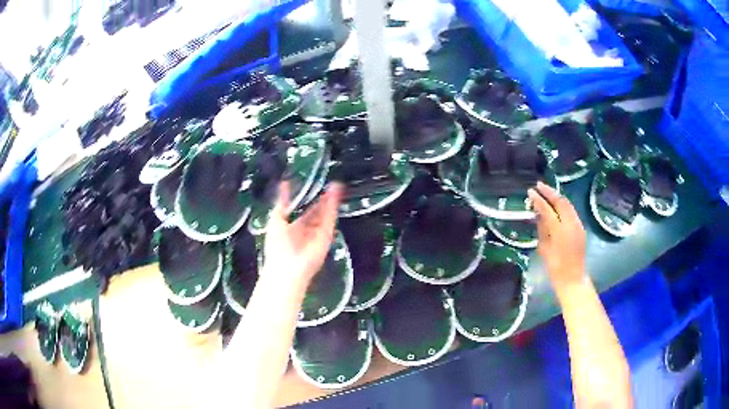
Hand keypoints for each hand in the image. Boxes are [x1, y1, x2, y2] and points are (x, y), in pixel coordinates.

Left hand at [263, 181, 343, 280]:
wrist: (287, 267)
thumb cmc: (277, 245)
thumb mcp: (275, 219)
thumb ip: (282, 202)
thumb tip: (284, 184)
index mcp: (293, 228)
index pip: (304, 213)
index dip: (309, 201)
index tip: (314, 188)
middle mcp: (307, 231)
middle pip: (318, 213)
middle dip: (323, 200)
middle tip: (329, 185)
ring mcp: (318, 234)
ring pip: (326, 215)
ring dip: (331, 201)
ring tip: (336, 185)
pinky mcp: (326, 237)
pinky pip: (330, 220)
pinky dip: (333, 208)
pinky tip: (335, 195)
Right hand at [528, 182, 586, 290]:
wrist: (572, 278)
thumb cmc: (555, 268)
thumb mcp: (544, 249)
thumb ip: (542, 229)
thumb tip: (538, 214)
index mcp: (559, 231)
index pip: (547, 209)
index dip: (538, 199)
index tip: (530, 191)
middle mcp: (570, 224)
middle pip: (560, 202)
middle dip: (549, 192)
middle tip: (538, 185)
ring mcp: (577, 225)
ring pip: (567, 204)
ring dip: (557, 196)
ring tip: (546, 192)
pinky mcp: (580, 228)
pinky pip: (571, 211)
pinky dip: (563, 205)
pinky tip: (556, 205)